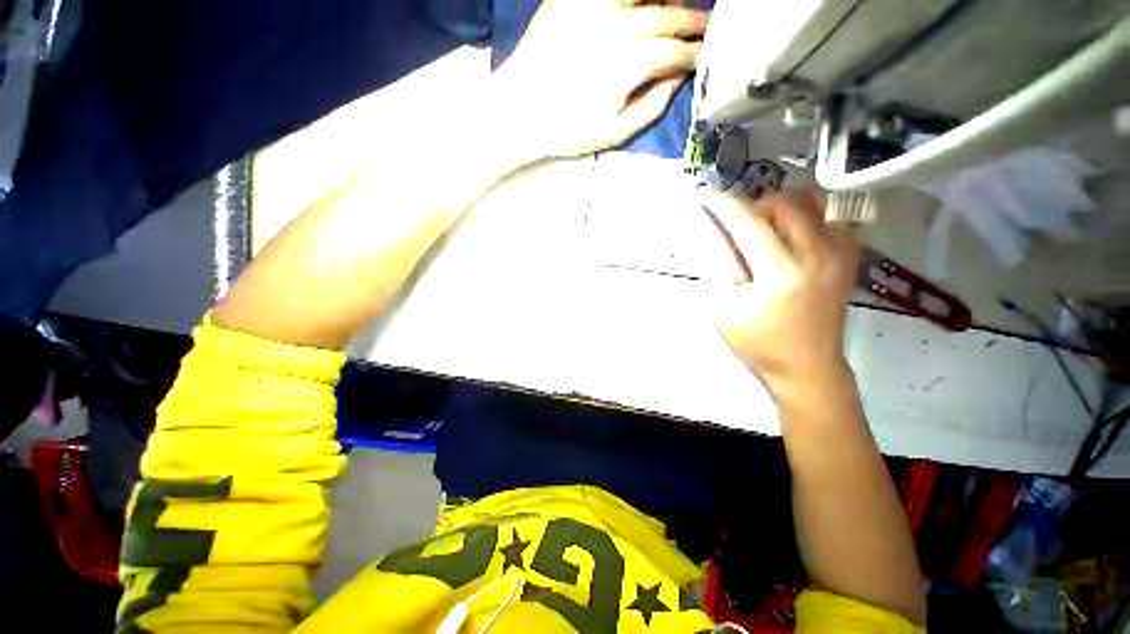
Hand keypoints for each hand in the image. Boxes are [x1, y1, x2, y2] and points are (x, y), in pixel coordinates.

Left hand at [493, 0, 707, 158]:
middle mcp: (618, 26)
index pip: (675, 52)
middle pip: (666, 17)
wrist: (519, 112)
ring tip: (674, 9)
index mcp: (630, 63)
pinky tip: (639, 5)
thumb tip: (676, 81)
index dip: (695, 54)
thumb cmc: (567, 130)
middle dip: (692, 22)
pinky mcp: (570, 1)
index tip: (705, 57)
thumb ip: (651, 106)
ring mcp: (592, 8)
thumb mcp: (614, 133)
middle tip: (707, 25)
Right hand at [704, 191, 860, 395]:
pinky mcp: (850, 258)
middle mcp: (816, 255)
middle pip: (786, 202)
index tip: (707, 196)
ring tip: (768, 228)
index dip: (724, 205)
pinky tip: (794, 236)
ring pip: (813, 203)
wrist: (809, 366)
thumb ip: (713, 269)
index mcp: (780, 273)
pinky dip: (808, 216)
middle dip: (756, 204)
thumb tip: (701, 237)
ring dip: (784, 207)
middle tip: (741, 224)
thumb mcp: (724, 309)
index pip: (749, 223)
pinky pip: (831, 217)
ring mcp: (839, 254)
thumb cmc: (760, 343)